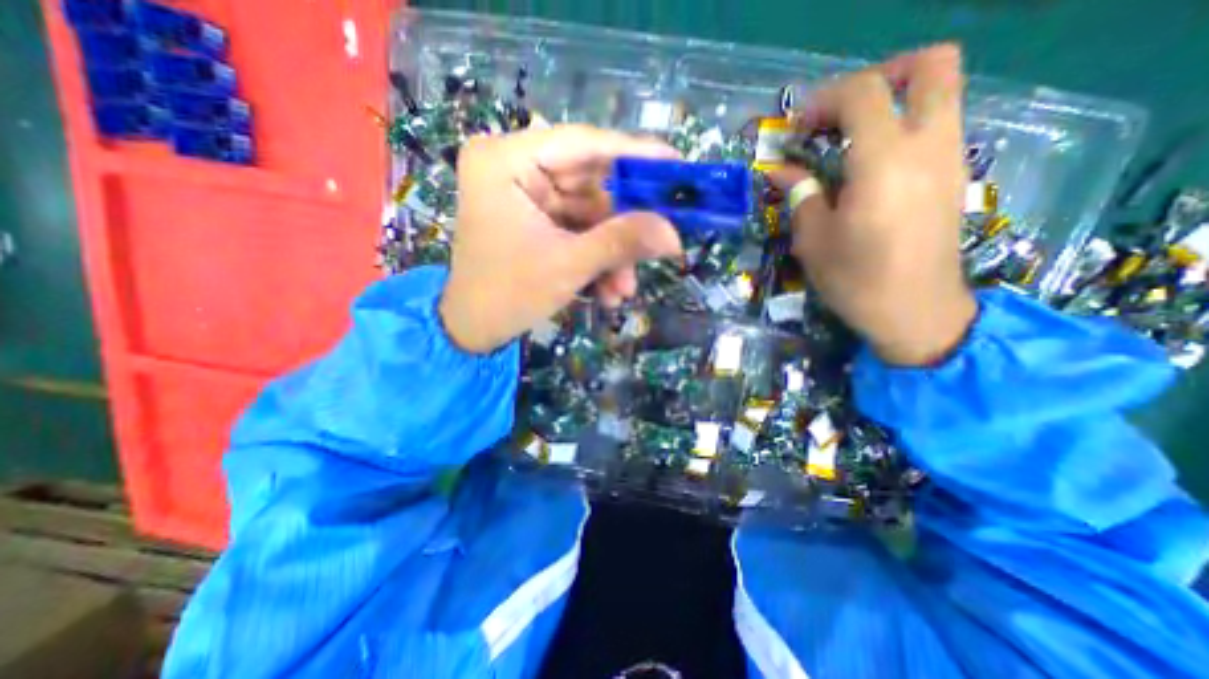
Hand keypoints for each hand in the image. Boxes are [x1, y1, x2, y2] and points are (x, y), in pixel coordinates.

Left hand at [439, 121, 683, 352]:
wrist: (475, 330)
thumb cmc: (509, 295)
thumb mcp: (568, 266)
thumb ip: (622, 243)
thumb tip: (674, 234)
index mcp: (506, 160)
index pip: (582, 143)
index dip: (634, 154)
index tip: (675, 163)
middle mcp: (515, 167)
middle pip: (590, 184)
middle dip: (622, 227)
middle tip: (659, 244)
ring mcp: (526, 195)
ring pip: (590, 214)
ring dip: (611, 253)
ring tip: (623, 290)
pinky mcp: (535, 219)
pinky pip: (578, 230)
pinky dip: (596, 258)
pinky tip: (607, 292)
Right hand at [768, 42, 974, 364]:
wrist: (915, 312)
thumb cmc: (855, 280)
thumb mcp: (814, 240)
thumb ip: (800, 194)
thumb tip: (781, 170)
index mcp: (883, 163)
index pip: (863, 93)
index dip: (824, 99)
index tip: (797, 128)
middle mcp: (927, 147)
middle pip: (930, 67)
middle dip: (880, 75)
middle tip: (841, 112)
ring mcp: (949, 158)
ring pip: (940, 92)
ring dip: (892, 103)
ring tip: (849, 140)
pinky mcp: (954, 176)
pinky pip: (937, 125)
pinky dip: (903, 128)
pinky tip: (871, 165)